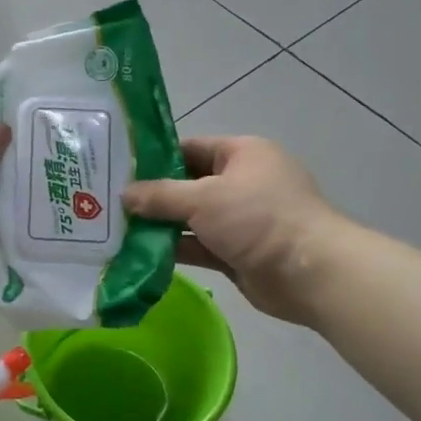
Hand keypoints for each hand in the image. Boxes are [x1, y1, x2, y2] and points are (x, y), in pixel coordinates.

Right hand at [124, 136, 343, 325]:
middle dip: (152, 195)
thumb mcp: (203, 199)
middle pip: (187, 184)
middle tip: (110, 202)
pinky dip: (173, 249)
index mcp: (242, 153)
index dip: (155, 157)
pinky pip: (198, 246)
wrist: (310, 273)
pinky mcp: (236, 252)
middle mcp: (241, 182)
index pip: (190, 147)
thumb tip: (125, 194)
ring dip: (159, 225)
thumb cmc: (258, 219)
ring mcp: (240, 220)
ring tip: (116, 229)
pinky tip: (139, 254)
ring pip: (190, 218)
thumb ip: (160, 196)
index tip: (119, 169)